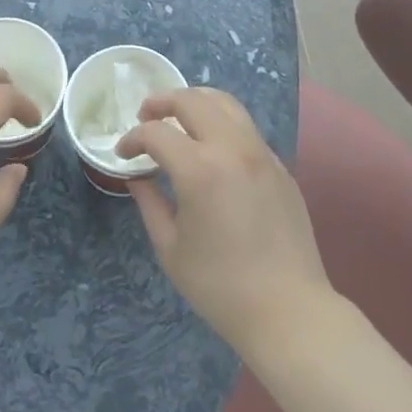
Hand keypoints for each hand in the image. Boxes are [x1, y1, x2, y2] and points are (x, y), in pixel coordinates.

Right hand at [117, 87, 331, 355]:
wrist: (289, 311)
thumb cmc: (221, 287)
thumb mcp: (171, 248)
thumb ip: (150, 203)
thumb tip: (138, 176)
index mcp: (199, 169)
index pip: (157, 133)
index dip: (133, 138)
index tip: (122, 153)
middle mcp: (232, 149)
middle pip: (192, 100)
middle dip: (162, 102)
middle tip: (145, 116)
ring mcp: (261, 153)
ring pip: (225, 103)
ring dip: (195, 102)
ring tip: (178, 117)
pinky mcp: (279, 166)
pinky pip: (246, 128)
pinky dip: (221, 123)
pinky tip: (212, 147)